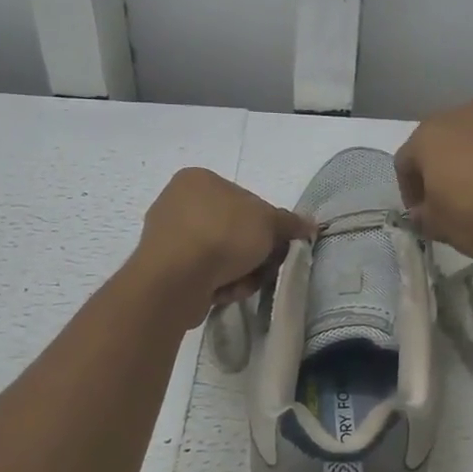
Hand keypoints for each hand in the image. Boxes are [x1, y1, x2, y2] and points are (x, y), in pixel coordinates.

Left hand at [133, 168, 313, 326]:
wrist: (176, 279)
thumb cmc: (222, 235)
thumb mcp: (268, 223)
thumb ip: (289, 223)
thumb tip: (310, 225)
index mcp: (198, 179)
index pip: (246, 200)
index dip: (267, 225)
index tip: (277, 245)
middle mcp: (177, 202)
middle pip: (234, 230)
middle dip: (253, 253)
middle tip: (265, 267)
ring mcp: (166, 236)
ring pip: (220, 255)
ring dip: (239, 271)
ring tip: (243, 283)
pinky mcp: (162, 268)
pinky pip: (202, 273)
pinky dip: (218, 283)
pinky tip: (223, 292)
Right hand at [394, 100, 472, 256]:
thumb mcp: (439, 227)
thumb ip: (423, 218)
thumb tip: (422, 214)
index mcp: (427, 136)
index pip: (404, 163)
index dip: (408, 191)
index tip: (421, 214)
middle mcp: (458, 115)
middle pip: (438, 142)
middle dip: (438, 168)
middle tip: (446, 199)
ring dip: (470, 158)